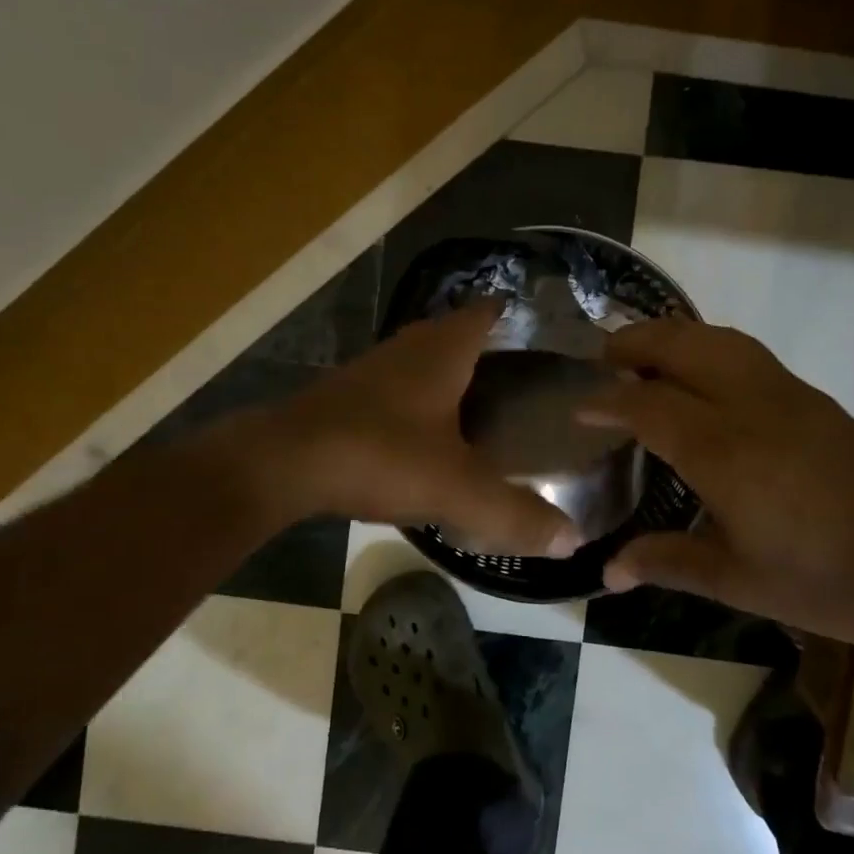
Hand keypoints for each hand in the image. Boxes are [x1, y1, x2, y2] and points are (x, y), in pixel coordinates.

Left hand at [254, 301, 582, 557]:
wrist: (282, 464)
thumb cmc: (378, 454)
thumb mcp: (455, 488)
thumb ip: (514, 513)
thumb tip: (572, 540)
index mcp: (444, 350)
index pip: (490, 312)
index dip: (520, 318)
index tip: (549, 338)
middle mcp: (410, 346)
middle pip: (459, 333)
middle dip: (492, 350)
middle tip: (529, 381)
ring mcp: (374, 368)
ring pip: (425, 360)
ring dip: (453, 374)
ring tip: (489, 406)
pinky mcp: (348, 394)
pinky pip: (399, 386)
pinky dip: (421, 399)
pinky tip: (431, 433)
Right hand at [577, 320, 853, 654]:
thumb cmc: (829, 580)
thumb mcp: (739, 581)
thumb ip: (669, 562)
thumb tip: (607, 571)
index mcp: (723, 450)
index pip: (647, 404)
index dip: (607, 401)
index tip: (578, 407)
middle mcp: (750, 406)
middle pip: (683, 346)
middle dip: (636, 342)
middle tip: (603, 357)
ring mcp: (789, 396)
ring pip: (720, 340)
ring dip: (676, 337)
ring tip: (647, 355)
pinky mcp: (816, 401)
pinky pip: (748, 355)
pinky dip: (710, 348)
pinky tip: (706, 380)